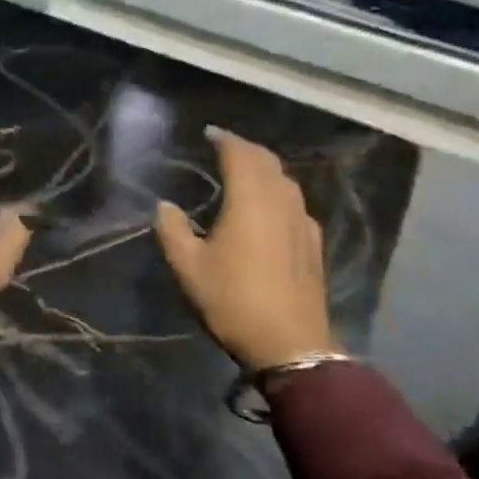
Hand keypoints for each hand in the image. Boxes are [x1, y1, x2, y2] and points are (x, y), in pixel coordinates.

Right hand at [154, 126, 336, 371]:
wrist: (290, 345)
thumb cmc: (233, 301)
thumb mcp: (188, 268)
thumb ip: (172, 230)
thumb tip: (165, 205)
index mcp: (250, 200)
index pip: (240, 154)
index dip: (225, 139)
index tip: (210, 133)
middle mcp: (280, 201)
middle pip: (267, 162)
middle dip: (245, 149)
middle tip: (224, 148)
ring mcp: (302, 222)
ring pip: (285, 181)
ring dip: (264, 169)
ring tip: (244, 173)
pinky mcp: (313, 243)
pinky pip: (295, 203)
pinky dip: (278, 192)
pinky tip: (269, 209)